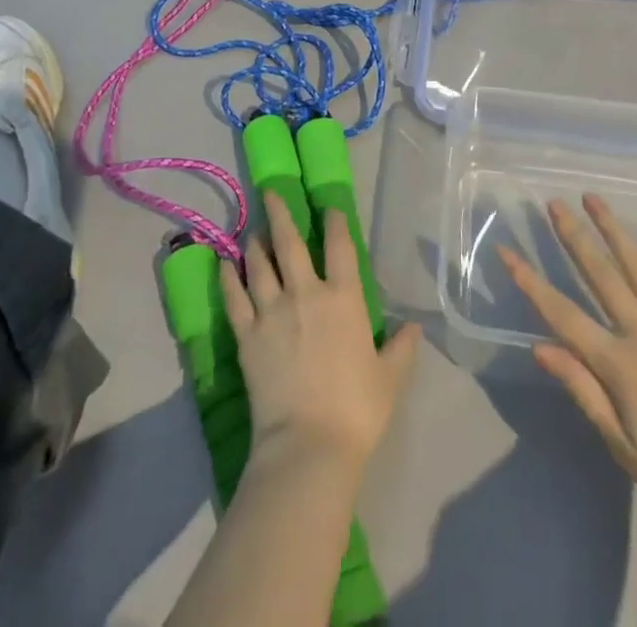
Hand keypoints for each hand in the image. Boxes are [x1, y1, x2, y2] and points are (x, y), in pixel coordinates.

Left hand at [222, 191, 421, 470]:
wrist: (308, 445)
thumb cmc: (356, 410)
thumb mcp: (390, 378)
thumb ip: (402, 348)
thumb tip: (414, 327)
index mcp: (343, 298)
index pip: (339, 247)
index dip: (334, 221)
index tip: (328, 206)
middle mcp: (306, 293)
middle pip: (290, 243)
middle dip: (280, 213)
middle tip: (269, 191)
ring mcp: (272, 311)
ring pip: (259, 264)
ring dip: (255, 243)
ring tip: (252, 230)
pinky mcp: (247, 334)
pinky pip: (234, 298)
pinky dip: (227, 278)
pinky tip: (222, 264)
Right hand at [499, 195, 636, 540]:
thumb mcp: (628, 451)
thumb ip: (585, 394)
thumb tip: (540, 347)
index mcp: (618, 364)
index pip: (562, 314)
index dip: (531, 282)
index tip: (508, 251)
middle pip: (599, 275)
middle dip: (573, 237)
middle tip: (553, 203)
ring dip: (612, 229)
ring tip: (592, 198)